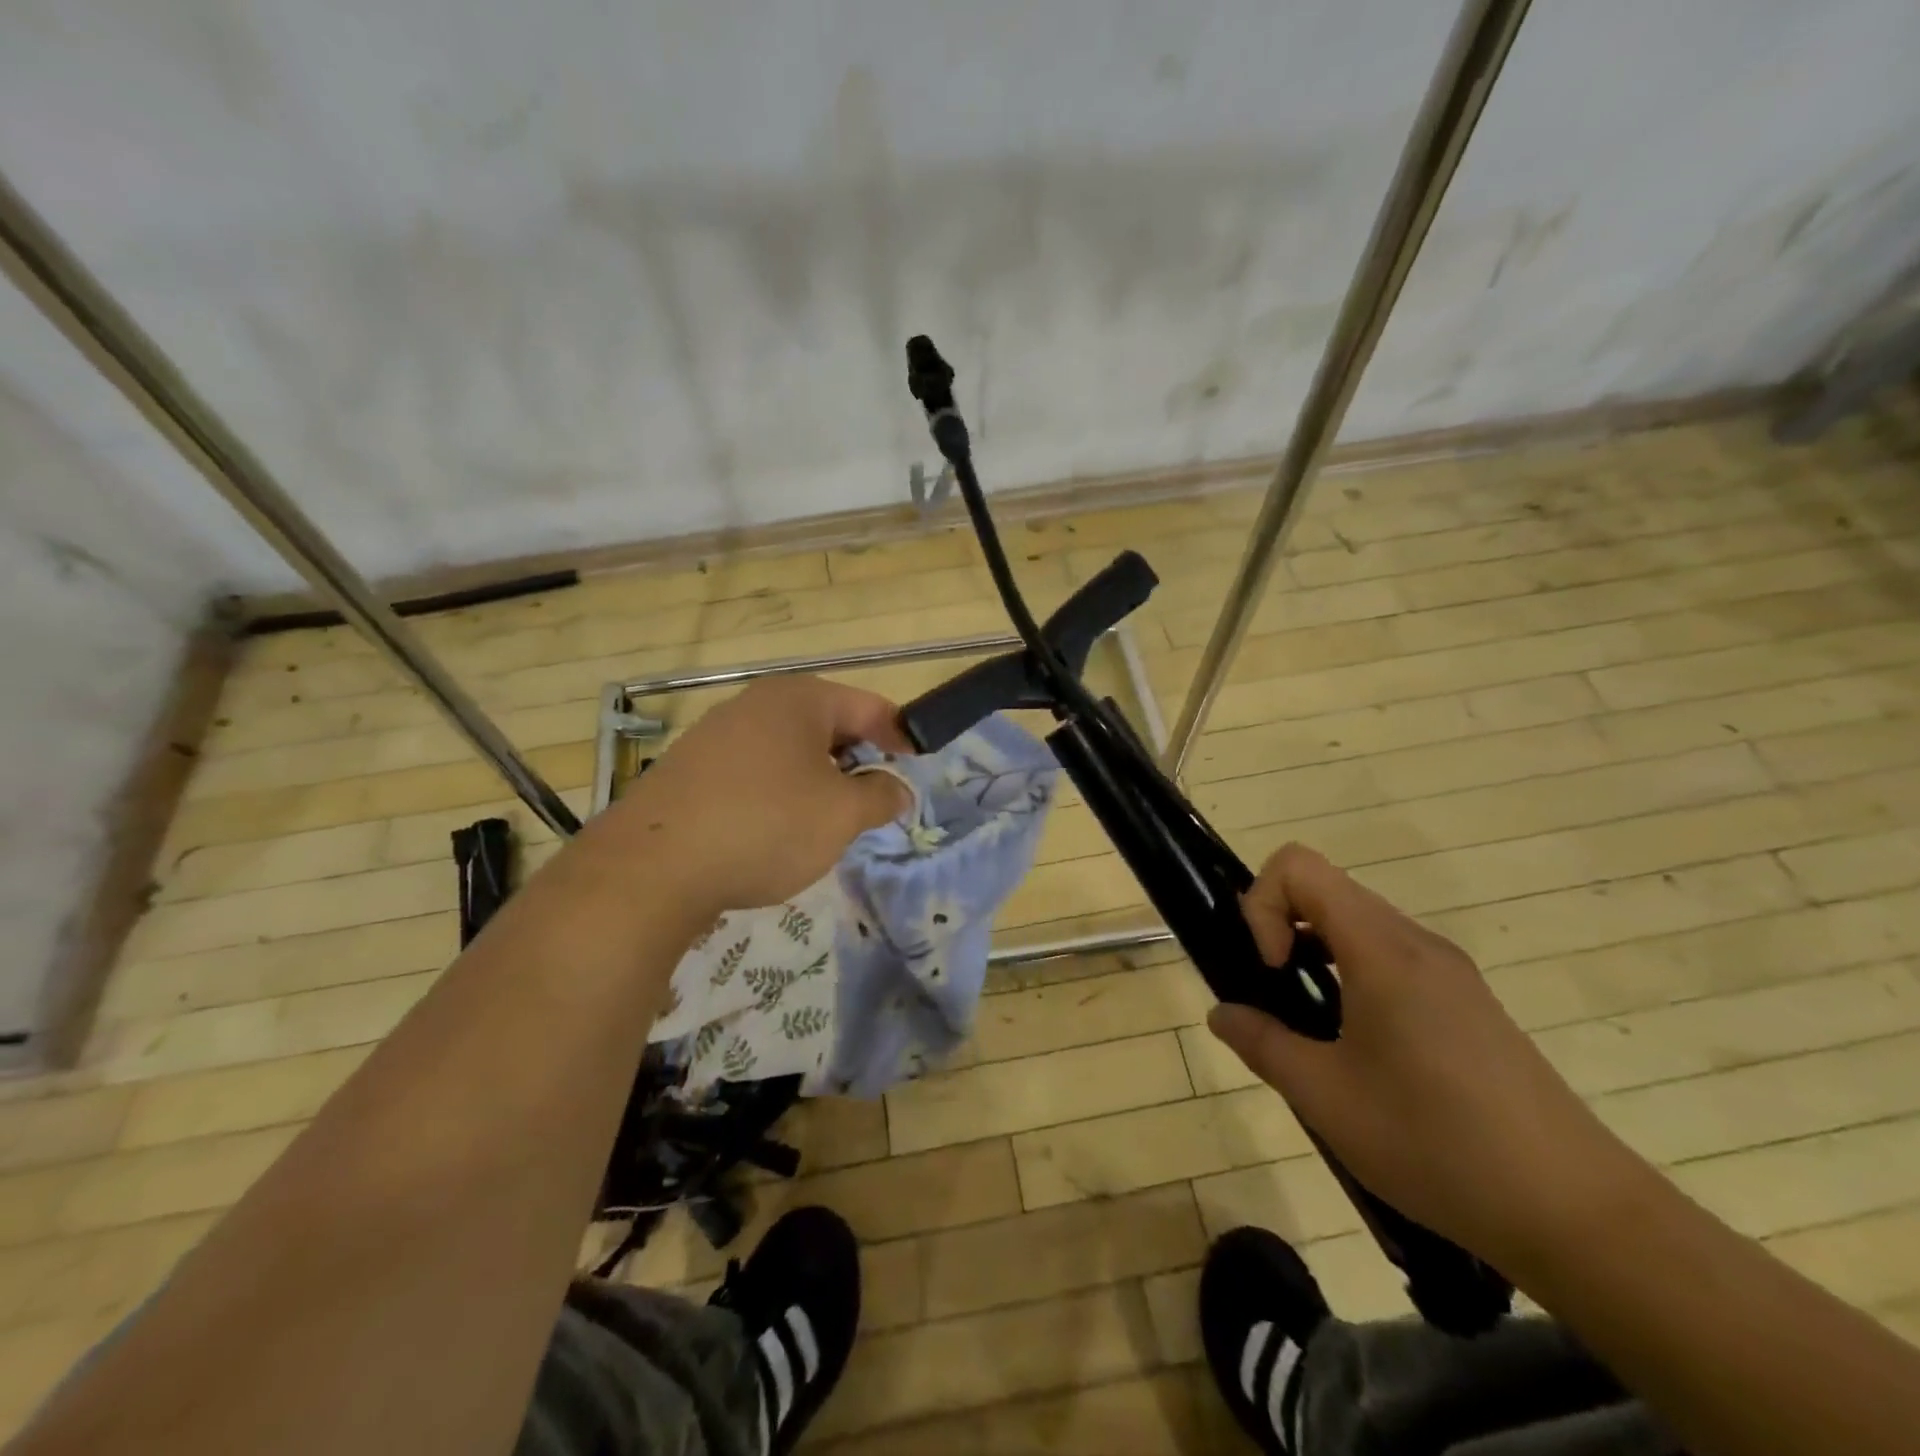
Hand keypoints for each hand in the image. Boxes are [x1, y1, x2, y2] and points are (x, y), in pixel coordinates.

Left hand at [592, 676, 911, 917]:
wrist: (651, 869)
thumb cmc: (765, 826)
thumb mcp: (841, 815)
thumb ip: (880, 796)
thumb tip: (896, 790)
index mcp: (798, 699)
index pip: (867, 706)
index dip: (899, 735)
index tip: (916, 766)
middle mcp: (754, 704)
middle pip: (825, 724)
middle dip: (856, 758)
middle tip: (874, 798)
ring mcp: (715, 735)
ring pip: (787, 750)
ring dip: (817, 778)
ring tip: (827, 819)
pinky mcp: (688, 770)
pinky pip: (752, 771)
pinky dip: (777, 792)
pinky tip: (774, 831)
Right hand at [1209, 844, 1648, 1272]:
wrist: (1580, 1215)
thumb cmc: (1438, 1144)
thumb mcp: (1325, 1098)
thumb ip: (1261, 1043)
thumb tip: (1222, 1014)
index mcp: (1382, 950)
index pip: (1299, 866)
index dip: (1262, 904)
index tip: (1269, 970)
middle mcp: (1417, 942)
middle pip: (1327, 889)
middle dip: (1281, 927)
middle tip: (1276, 996)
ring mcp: (1449, 972)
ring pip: (1358, 923)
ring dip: (1316, 953)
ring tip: (1312, 1026)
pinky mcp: (1468, 1003)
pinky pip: (1391, 957)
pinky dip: (1352, 975)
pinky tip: (1361, 1048)